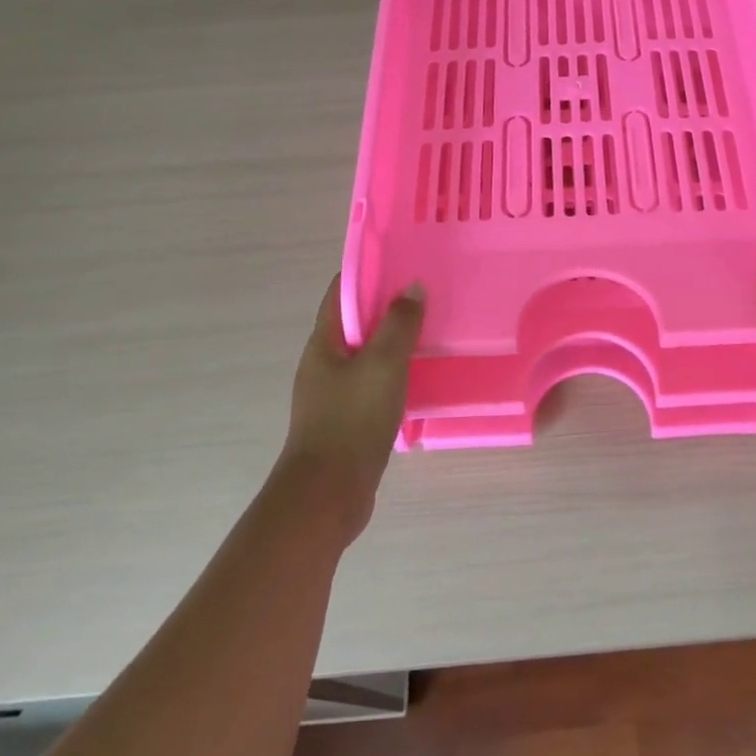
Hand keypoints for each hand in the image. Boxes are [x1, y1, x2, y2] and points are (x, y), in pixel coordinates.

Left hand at [280, 275, 423, 542]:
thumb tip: (411, 287)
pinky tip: (420, 377)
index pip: (341, 291)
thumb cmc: (352, 420)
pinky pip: (373, 383)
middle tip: (427, 296)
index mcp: (324, 342)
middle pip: (356, 322)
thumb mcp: (383, 364)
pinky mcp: (347, 420)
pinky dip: (395, 373)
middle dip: (388, 306)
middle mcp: (324, 363)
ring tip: (431, 332)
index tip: (404, 261)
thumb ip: (399, 324)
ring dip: (394, 341)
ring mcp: (334, 394)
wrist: (328, 494)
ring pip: (367, 355)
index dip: (369, 272)